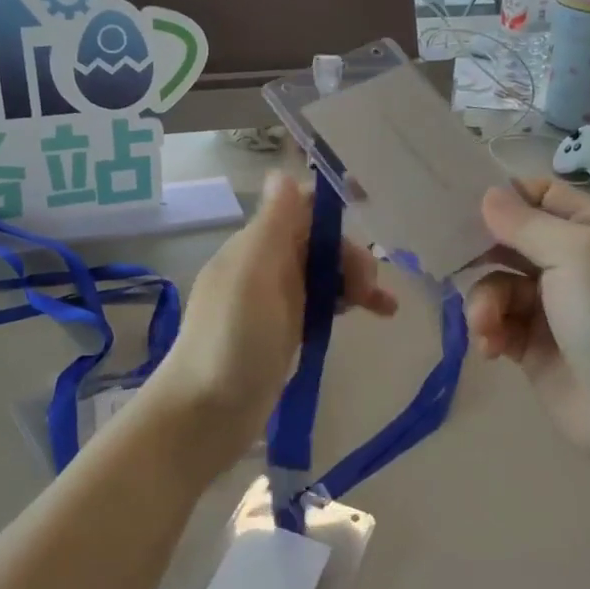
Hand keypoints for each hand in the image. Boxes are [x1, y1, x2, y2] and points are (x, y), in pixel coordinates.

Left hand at [153, 171, 396, 477]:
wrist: (204, 416)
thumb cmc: (231, 341)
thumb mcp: (253, 275)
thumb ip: (273, 224)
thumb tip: (281, 172)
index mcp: (254, 245)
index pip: (299, 209)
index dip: (333, 209)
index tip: (372, 215)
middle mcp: (264, 266)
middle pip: (318, 242)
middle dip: (350, 256)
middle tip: (370, 291)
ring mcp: (274, 301)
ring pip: (323, 274)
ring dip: (355, 280)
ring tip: (384, 307)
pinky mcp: (284, 332)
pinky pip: (321, 304)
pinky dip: (346, 304)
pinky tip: (372, 316)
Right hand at [466, 178, 589, 449]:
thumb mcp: (576, 255)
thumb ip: (527, 223)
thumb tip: (488, 194)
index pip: (544, 196)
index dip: (508, 196)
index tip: (467, 205)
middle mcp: (573, 263)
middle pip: (512, 240)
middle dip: (483, 252)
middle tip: (455, 259)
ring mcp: (551, 305)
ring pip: (498, 283)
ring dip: (485, 301)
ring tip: (486, 325)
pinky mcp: (532, 343)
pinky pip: (498, 321)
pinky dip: (489, 330)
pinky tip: (492, 347)